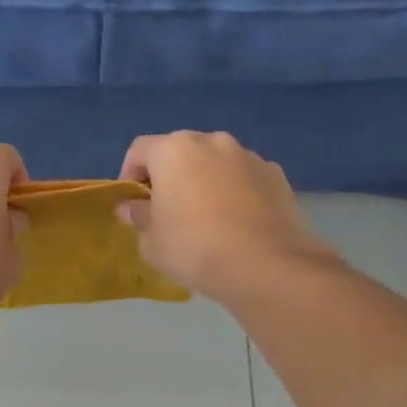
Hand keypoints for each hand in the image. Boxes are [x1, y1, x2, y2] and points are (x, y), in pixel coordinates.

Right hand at [118, 131, 334, 302]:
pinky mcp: (276, 175)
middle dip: (171, 175)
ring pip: (216, 162)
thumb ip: (138, 218)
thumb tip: (131, 207)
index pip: (140, 150)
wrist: (265, 265)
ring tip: (206, 217)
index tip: (132, 202)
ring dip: (205, 181)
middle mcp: (212, 141)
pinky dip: (235, 191)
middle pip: (181, 151)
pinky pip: (244, 178)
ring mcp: (248, 156)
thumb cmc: (194, 248)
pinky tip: (237, 223)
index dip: (130, 173)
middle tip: (167, 209)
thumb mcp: (152, 242)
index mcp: (174, 150)